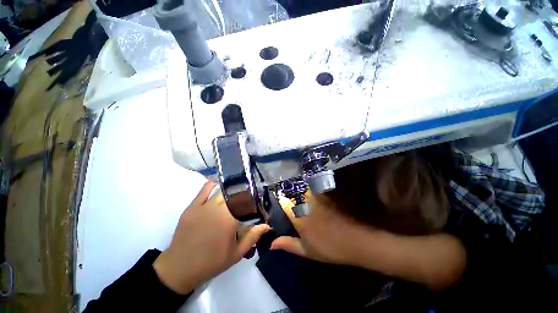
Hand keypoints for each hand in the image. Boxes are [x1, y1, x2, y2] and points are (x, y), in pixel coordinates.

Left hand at [153, 181, 269, 293]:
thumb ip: (253, 237)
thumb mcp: (236, 253)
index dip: (253, 200)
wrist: (180, 268)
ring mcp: (204, 206)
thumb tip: (267, 225)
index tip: (256, 202)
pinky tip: (218, 183)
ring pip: (222, 191)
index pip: (246, 203)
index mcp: (230, 220)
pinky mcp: (192, 206)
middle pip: (236, 195)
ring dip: (231, 190)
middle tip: (247, 199)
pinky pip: (204, 190)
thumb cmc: (211, 262)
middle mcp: (218, 209)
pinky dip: (212, 184)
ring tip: (236, 191)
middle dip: (244, 195)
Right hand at [270, 193, 376, 265]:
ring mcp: (317, 198)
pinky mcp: (326, 196)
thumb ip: (288, 245)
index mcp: (299, 217)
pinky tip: (313, 200)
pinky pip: (314, 191)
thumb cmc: (329, 248)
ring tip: (300, 201)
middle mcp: (306, 203)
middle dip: (289, 196)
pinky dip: (310, 193)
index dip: (280, 201)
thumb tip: (271, 244)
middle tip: (289, 203)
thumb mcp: (307, 251)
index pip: (284, 202)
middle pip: (293, 194)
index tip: (279, 203)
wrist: (356, 241)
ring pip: (303, 190)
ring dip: (299, 193)